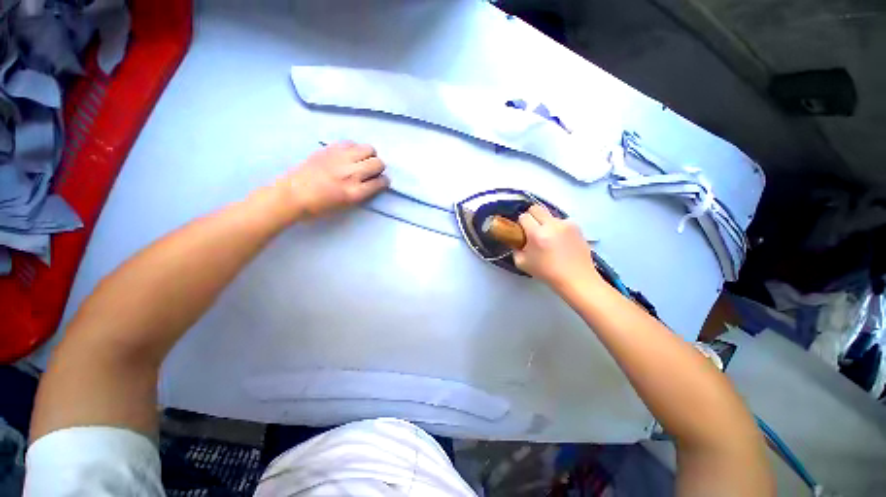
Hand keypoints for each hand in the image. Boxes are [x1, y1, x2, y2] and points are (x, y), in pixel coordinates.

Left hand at [273, 141, 389, 221]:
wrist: (292, 194)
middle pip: (378, 163)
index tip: (381, 182)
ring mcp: (341, 159)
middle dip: (378, 167)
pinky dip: (355, 148)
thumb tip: (372, 182)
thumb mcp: (346, 206)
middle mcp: (351, 173)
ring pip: (368, 149)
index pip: (380, 182)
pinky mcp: (330, 149)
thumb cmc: (319, 206)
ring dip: (370, 155)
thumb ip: (362, 193)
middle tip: (371, 171)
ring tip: (362, 160)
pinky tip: (349, 155)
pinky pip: (352, 143)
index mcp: (355, 192)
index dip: (383, 182)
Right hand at [514, 205, 600, 289]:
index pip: (524, 216)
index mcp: (537, 234)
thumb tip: (516, 240)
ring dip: (546, 223)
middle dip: (531, 216)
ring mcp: (566, 224)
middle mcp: (552, 225)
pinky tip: (560, 241)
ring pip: (549, 215)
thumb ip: (515, 249)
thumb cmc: (547, 273)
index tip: (522, 232)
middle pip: (536, 208)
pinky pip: (561, 222)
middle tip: (532, 229)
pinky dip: (558, 228)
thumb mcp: (522, 263)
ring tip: (549, 238)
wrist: (576, 279)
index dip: (520, 223)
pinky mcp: (576, 227)